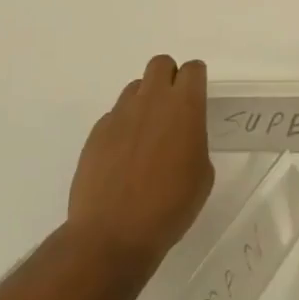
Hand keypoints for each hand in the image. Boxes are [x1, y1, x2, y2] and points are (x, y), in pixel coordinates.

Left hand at [67, 55, 213, 277]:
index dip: (196, 80)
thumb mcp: (201, 176)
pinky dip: (122, 127)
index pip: (193, 69)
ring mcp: (120, 114)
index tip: (197, 98)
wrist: (111, 235)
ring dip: (144, 101)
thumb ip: (195, 143)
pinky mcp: (97, 132)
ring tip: (145, 135)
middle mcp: (152, 101)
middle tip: (172, 109)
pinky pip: (114, 116)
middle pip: (161, 64)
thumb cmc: (169, 207)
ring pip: (135, 88)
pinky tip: (123, 158)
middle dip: (169, 78)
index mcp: (184, 107)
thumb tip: (181, 138)